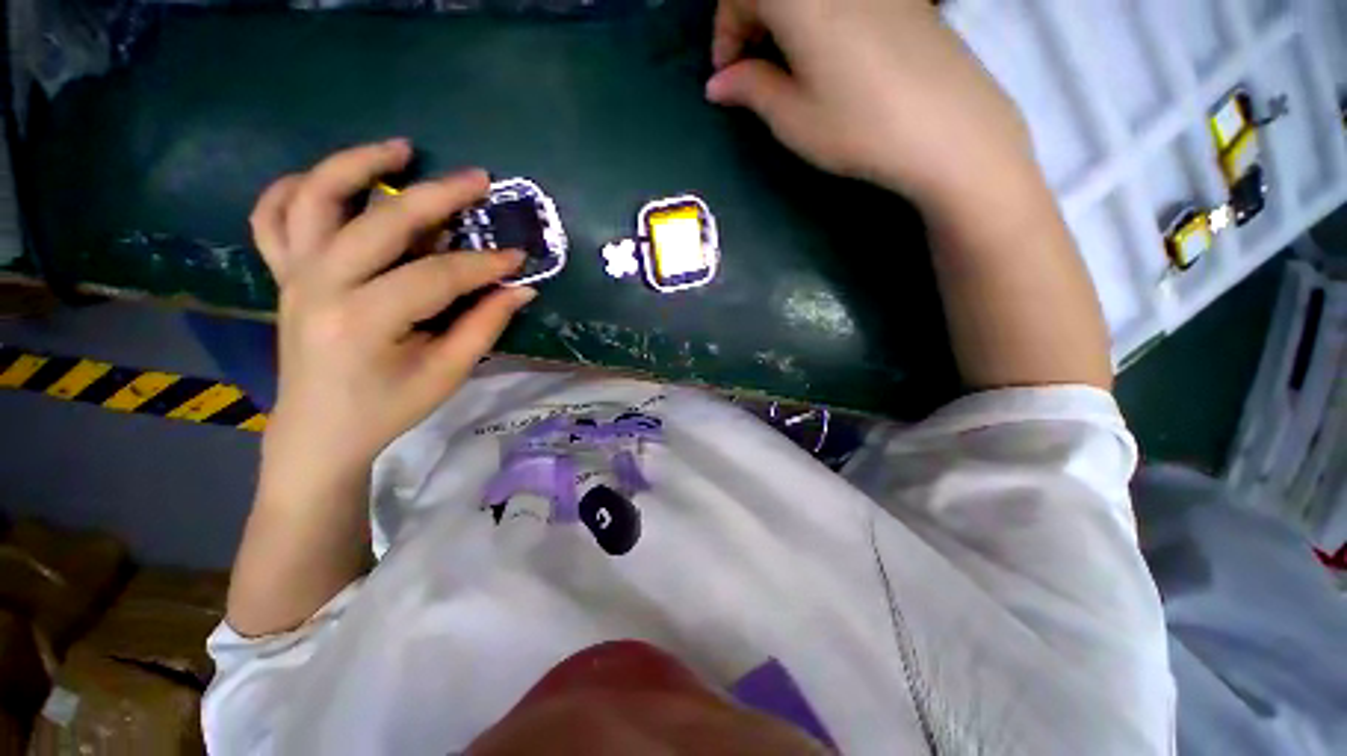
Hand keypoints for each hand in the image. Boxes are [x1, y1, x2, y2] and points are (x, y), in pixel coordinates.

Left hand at [251, 140, 534, 475]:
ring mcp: (294, 275)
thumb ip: (485, 326)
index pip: (437, 276)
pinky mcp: (284, 275)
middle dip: (438, 196)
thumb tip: (521, 290)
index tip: (520, 259)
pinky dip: (297, 188)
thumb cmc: (388, 408)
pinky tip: (331, 180)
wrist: (319, 431)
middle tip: (479, 179)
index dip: (485, 265)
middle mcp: (320, 286)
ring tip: (400, 150)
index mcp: (363, 321)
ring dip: (357, 164)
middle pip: (381, 222)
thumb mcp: (447, 373)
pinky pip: (273, 217)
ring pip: (314, 198)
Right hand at [706, 0, 1035, 210]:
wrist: (949, 130)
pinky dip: (817, 19)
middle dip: (749, 22)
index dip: (725, 33)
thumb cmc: (859, 128)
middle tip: (751, 72)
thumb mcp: (793, 118)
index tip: (726, 77)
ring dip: (782, 21)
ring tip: (786, 69)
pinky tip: (825, 57)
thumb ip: (751, 90)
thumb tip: (718, 83)